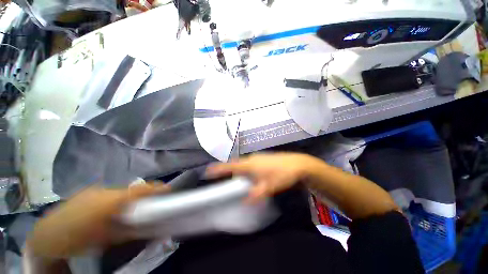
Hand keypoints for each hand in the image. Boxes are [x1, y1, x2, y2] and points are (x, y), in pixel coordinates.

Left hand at [27, 184, 169, 257]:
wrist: (47, 236)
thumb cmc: (79, 239)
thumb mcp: (107, 238)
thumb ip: (130, 230)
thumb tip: (150, 227)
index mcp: (111, 200)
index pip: (140, 190)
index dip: (156, 188)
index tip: (169, 188)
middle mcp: (105, 190)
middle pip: (131, 189)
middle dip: (144, 194)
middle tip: (151, 201)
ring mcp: (95, 190)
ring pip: (120, 191)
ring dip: (129, 197)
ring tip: (132, 207)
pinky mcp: (87, 192)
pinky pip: (109, 193)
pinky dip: (116, 198)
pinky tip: (112, 209)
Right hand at [206, 153, 313, 201]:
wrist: (298, 164)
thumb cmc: (282, 174)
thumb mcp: (268, 187)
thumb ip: (256, 194)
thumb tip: (245, 200)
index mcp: (250, 164)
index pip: (230, 166)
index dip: (219, 169)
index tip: (207, 171)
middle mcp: (252, 159)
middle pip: (236, 165)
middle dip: (228, 171)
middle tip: (223, 179)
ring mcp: (258, 157)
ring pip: (244, 164)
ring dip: (238, 171)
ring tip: (237, 180)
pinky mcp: (264, 158)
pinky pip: (250, 163)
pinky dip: (246, 169)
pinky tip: (251, 175)